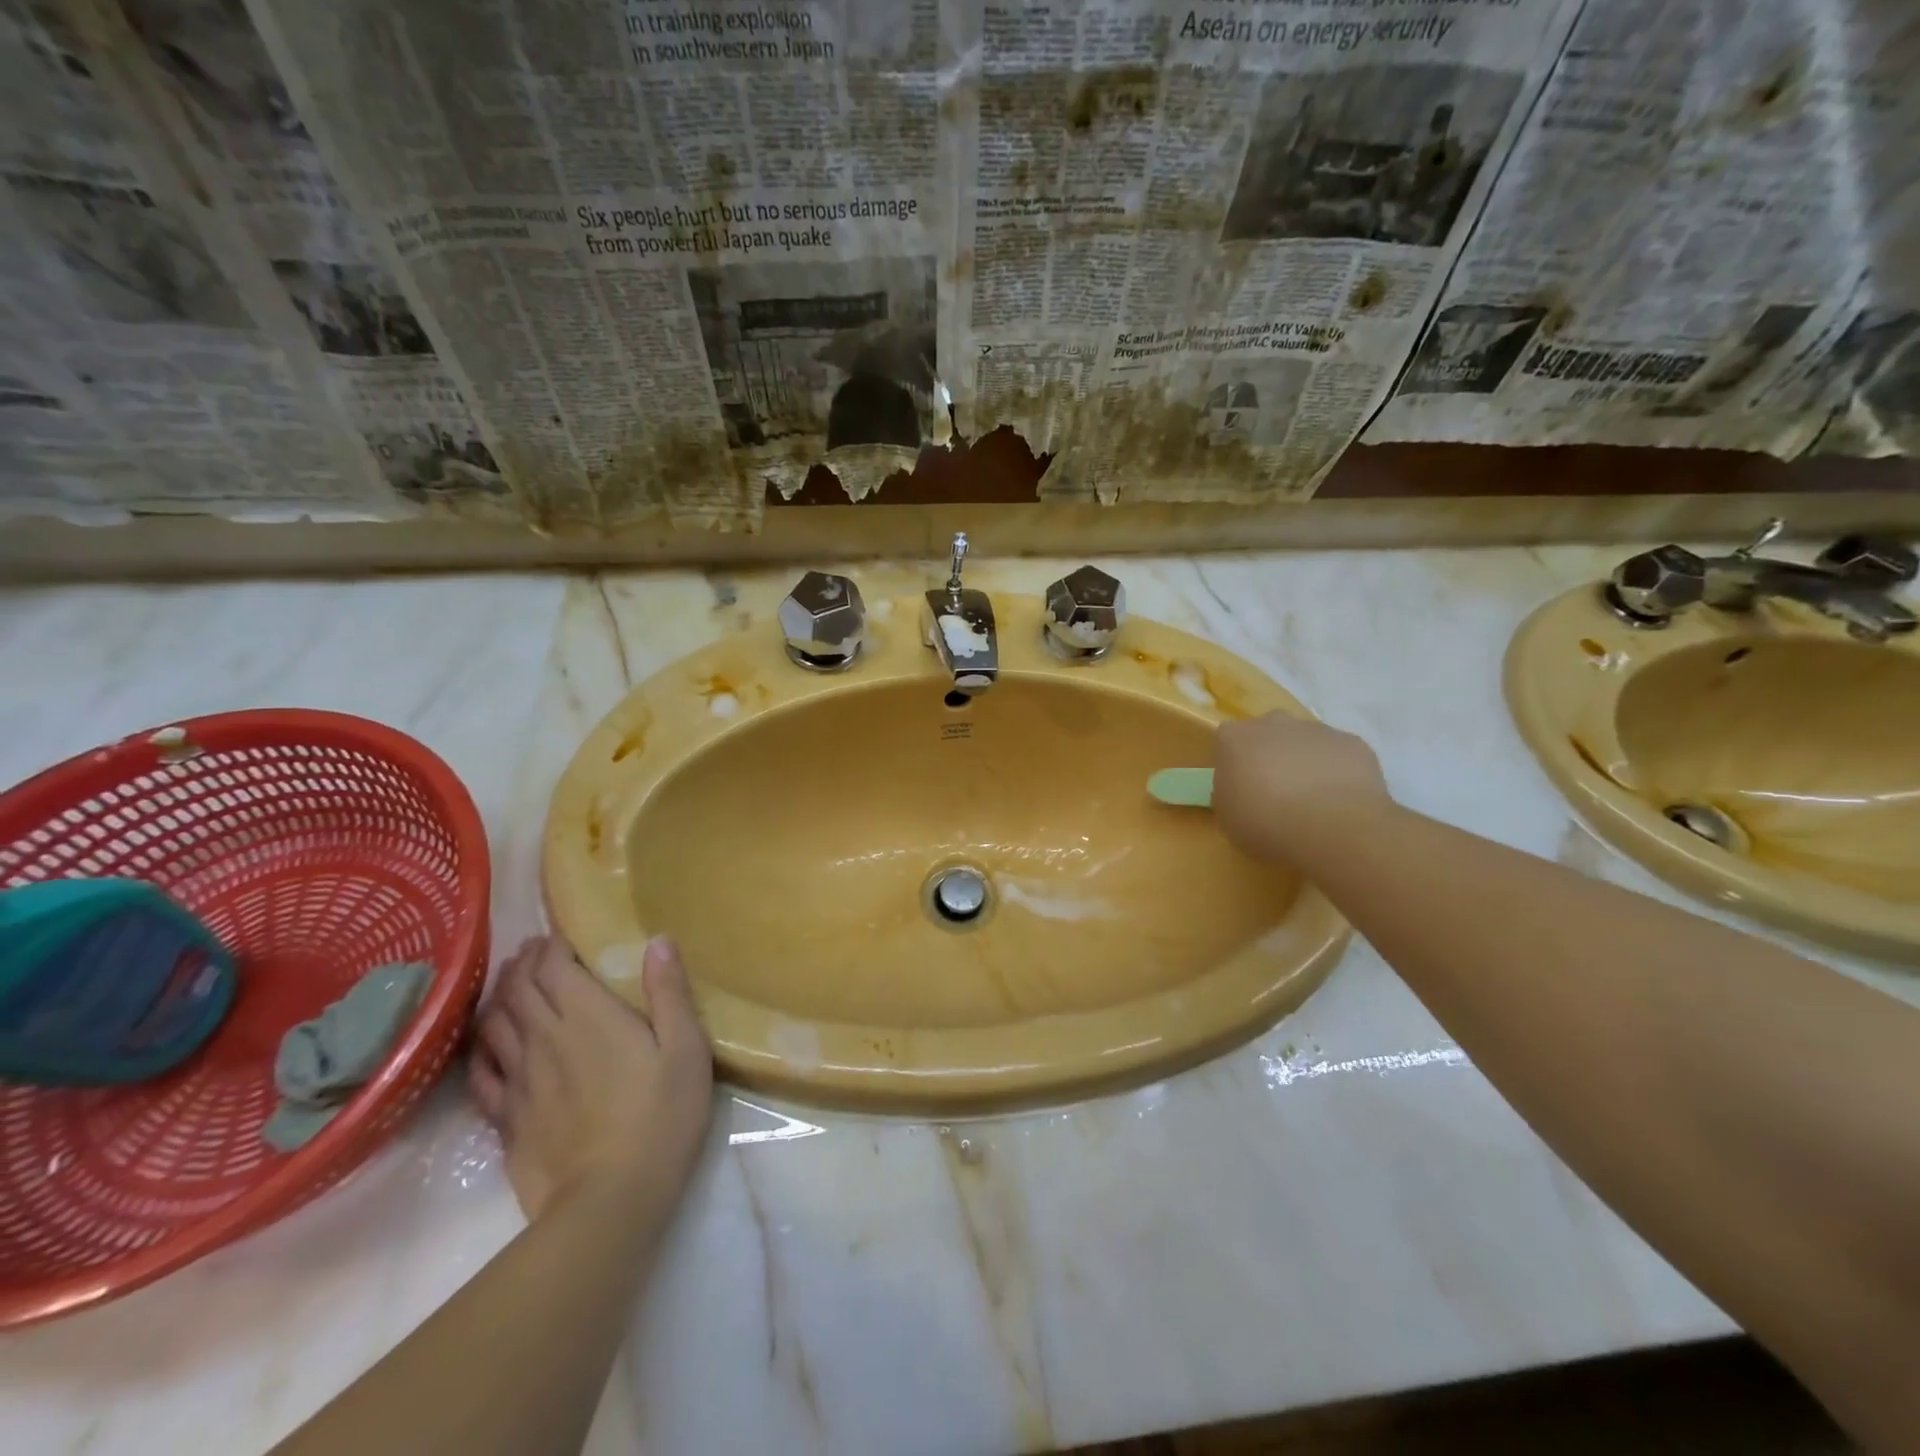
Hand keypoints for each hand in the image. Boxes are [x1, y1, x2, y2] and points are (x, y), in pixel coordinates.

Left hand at [470, 935, 712, 1220]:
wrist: (609, 1200)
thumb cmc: (660, 1116)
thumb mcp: (685, 1049)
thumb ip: (669, 992)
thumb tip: (658, 941)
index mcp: (588, 1016)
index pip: (553, 967)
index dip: (550, 946)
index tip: (557, 937)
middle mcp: (544, 1038)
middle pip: (518, 989)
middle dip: (523, 964)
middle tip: (534, 953)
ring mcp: (518, 1080)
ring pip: (493, 1024)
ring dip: (499, 997)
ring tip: (511, 988)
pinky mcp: (505, 1118)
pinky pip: (480, 1072)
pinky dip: (480, 1047)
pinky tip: (489, 1045)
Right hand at [1213, 712, 1392, 863]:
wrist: (1332, 828)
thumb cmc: (1265, 823)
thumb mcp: (1227, 818)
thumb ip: (1230, 795)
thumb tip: (1241, 791)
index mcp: (1235, 738)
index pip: (1228, 741)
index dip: (1235, 764)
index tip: (1241, 788)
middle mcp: (1274, 723)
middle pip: (1269, 734)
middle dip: (1272, 756)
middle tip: (1276, 793)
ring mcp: (1317, 730)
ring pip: (1306, 743)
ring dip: (1306, 764)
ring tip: (1313, 803)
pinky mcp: (1353, 743)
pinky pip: (1340, 756)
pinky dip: (1339, 773)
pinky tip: (1341, 803)